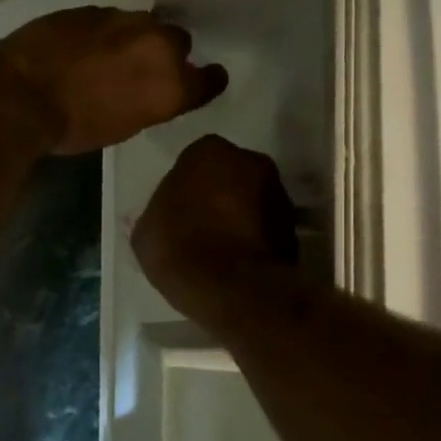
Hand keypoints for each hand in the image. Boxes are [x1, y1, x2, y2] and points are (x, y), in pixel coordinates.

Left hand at [0, 7, 227, 155]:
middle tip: (143, 69)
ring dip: (132, 39)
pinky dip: (102, 32)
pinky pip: (108, 20)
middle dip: (165, 53)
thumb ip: (148, 103)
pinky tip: (82, 47)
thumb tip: (148, 88)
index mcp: (170, 84)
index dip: (208, 79)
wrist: (20, 94)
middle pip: (178, 41)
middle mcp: (156, 44)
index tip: (206, 79)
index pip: (209, 79)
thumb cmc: (72, 128)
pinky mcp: (91, 8)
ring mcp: (122, 19)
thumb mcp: (123, 127)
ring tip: (109, 56)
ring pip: (142, 25)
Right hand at [133, 136, 298, 317]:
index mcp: (209, 151)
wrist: (233, 289)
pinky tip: (238, 262)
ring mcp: (278, 193)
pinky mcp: (295, 228)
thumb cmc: (180, 247)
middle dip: (219, 194)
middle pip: (230, 175)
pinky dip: (256, 239)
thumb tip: (161, 219)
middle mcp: (250, 161)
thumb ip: (156, 214)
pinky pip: (267, 228)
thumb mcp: (145, 232)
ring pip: (253, 199)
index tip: (179, 208)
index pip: (195, 159)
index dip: (187, 185)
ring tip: (221, 247)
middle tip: (201, 223)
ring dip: (241, 216)